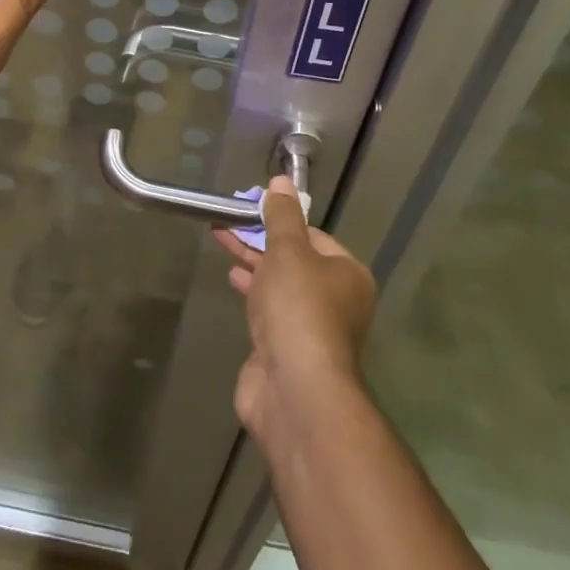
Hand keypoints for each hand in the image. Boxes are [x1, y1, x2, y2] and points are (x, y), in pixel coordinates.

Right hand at [213, 177, 376, 443]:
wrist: (295, 388)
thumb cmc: (298, 309)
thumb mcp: (288, 251)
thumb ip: (282, 217)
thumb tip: (282, 181)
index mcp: (347, 274)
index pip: (313, 236)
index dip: (281, 220)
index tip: (249, 207)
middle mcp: (335, 300)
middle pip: (294, 260)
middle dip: (260, 239)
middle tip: (226, 220)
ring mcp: (310, 328)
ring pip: (279, 284)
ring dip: (252, 262)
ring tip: (222, 240)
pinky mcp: (287, 349)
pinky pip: (268, 309)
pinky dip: (251, 291)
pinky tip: (233, 278)